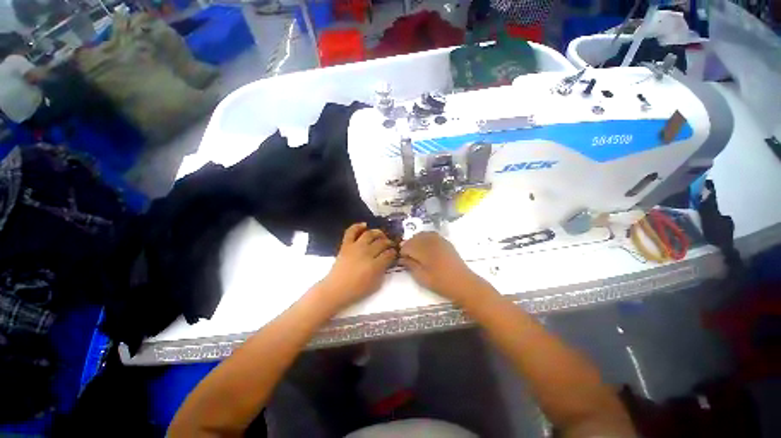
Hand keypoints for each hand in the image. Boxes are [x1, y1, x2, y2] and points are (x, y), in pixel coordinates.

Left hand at [319, 223, 396, 309]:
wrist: (336, 289)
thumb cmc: (356, 290)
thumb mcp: (375, 284)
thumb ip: (383, 271)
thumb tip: (387, 261)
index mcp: (374, 265)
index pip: (389, 254)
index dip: (394, 252)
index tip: (395, 252)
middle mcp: (366, 253)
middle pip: (382, 243)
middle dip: (389, 242)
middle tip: (390, 244)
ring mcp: (355, 247)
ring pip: (370, 234)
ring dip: (378, 232)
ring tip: (381, 235)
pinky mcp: (346, 245)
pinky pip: (351, 232)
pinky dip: (357, 226)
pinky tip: (364, 225)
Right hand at [399, 232, 486, 304]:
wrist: (463, 283)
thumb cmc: (440, 282)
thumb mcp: (421, 277)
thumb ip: (410, 265)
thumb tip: (402, 257)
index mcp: (424, 250)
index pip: (407, 245)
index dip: (403, 252)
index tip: (402, 260)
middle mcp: (431, 241)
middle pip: (414, 238)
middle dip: (409, 245)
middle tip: (408, 256)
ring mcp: (439, 240)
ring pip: (422, 234)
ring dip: (416, 241)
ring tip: (416, 251)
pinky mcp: (445, 241)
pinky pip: (431, 235)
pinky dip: (425, 239)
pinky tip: (426, 248)